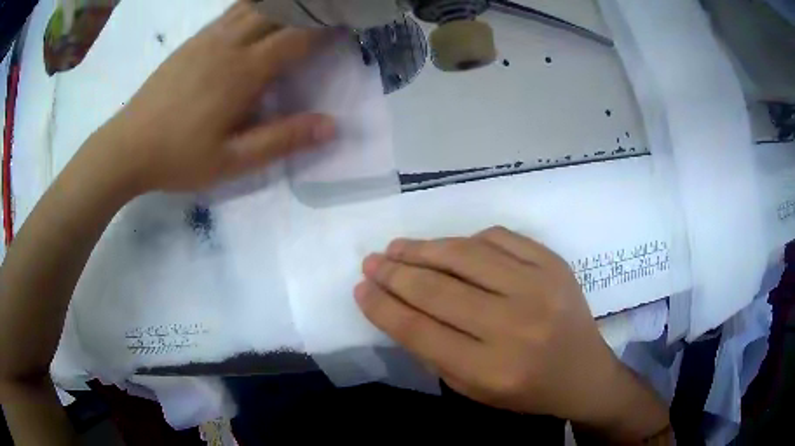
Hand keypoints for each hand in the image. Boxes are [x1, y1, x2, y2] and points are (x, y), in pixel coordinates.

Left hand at [94, 0, 337, 192]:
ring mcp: (208, 38)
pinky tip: (261, 10)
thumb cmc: (178, 157)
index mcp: (243, 72)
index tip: (348, 24)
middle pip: (278, 11)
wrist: (127, 147)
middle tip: (330, 11)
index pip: (297, 36)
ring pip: (254, 5)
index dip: (326, 28)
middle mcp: (229, 44)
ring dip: (282, 3)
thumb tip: (331, 126)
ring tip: (300, 7)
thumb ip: (281, 140)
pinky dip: (254, 5)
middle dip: (309, 8)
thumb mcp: (232, 161)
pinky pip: (231, 11)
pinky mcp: (193, 41)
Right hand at [355, 227, 655, 426]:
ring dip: (423, 249)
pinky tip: (449, 248)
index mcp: (491, 369)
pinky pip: (498, 237)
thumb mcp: (473, 389)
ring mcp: (539, 287)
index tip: (360, 288)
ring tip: (397, 248)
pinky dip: (466, 241)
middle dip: (395, 273)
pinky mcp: (554, 263)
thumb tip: (394, 306)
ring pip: (465, 255)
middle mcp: (515, 325)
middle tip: (371, 262)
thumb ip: (433, 351)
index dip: (383, 306)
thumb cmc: (526, 390)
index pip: (420, 330)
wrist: (584, 372)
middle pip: (438, 290)